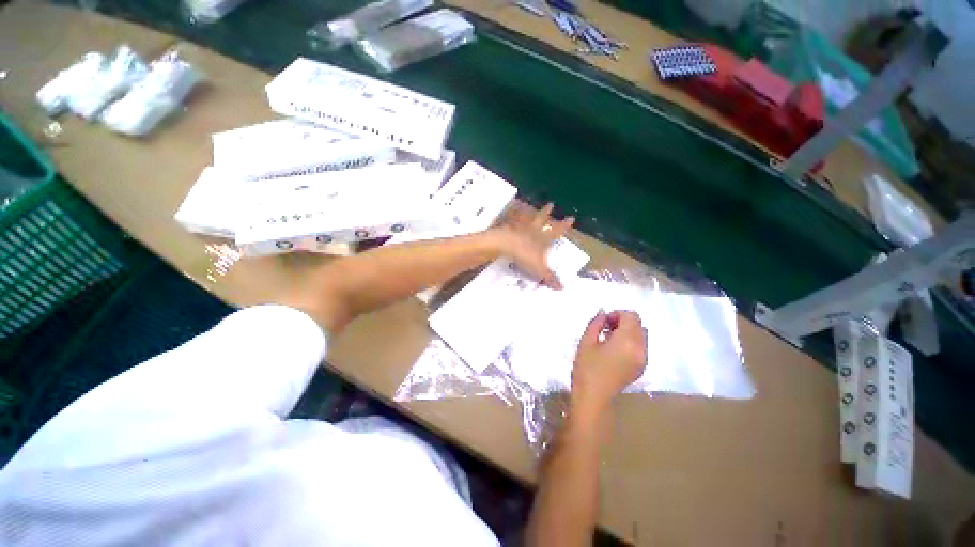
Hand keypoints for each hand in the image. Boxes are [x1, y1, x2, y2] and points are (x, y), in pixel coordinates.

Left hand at [495, 202, 573, 288]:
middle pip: (542, 219)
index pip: (557, 231)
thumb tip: (563, 288)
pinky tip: (511, 213)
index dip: (565, 225)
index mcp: (543, 238)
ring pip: (527, 217)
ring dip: (531, 212)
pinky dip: (512, 215)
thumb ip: (550, 278)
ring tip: (531, 208)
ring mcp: (519, 226)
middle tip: (551, 204)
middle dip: (547, 212)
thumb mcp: (539, 269)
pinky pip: (511, 219)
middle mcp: (533, 229)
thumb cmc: (524, 255)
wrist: (503, 244)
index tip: (571, 218)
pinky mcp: (507, 226)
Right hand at [571, 310, 647, 416]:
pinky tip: (618, 354)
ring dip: (630, 333)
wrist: (593, 399)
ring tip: (613, 343)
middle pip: (638, 324)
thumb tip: (603, 314)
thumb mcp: (586, 343)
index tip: (604, 323)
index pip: (631, 316)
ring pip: (642, 336)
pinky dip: (633, 345)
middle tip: (607, 331)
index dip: (617, 314)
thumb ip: (596, 323)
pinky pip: (642, 348)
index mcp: (627, 339)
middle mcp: (640, 347)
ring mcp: (643, 358)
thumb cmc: (587, 371)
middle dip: (624, 323)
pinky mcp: (642, 368)